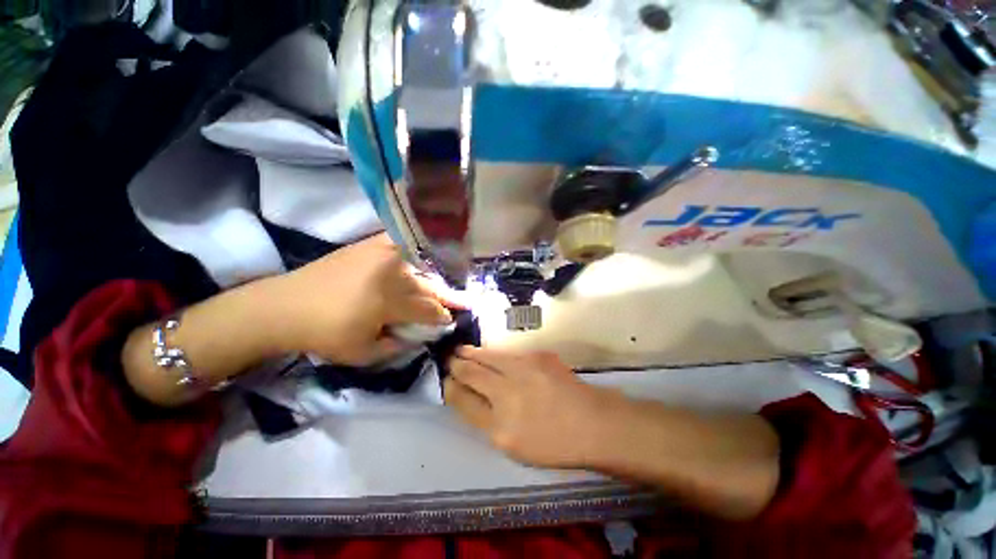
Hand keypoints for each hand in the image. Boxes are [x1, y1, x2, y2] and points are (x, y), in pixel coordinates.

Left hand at [275, 233, 463, 365]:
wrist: (285, 305)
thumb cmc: (324, 334)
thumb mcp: (363, 354)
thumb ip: (398, 345)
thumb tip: (420, 335)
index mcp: (390, 303)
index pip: (428, 310)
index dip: (443, 316)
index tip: (452, 319)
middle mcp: (392, 274)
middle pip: (428, 287)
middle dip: (446, 297)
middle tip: (462, 301)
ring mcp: (382, 255)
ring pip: (419, 268)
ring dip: (434, 278)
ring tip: (446, 284)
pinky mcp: (370, 245)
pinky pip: (400, 243)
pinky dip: (415, 246)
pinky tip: (425, 249)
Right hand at [445, 347, 622, 468]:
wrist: (592, 422)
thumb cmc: (553, 442)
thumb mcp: (514, 445)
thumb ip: (489, 421)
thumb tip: (470, 398)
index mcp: (500, 426)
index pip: (464, 400)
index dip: (452, 388)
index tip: (446, 379)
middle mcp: (507, 394)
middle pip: (473, 374)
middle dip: (457, 365)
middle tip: (448, 358)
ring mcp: (523, 371)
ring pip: (488, 357)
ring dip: (472, 353)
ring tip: (461, 350)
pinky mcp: (537, 357)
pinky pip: (508, 353)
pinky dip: (494, 353)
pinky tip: (489, 352)